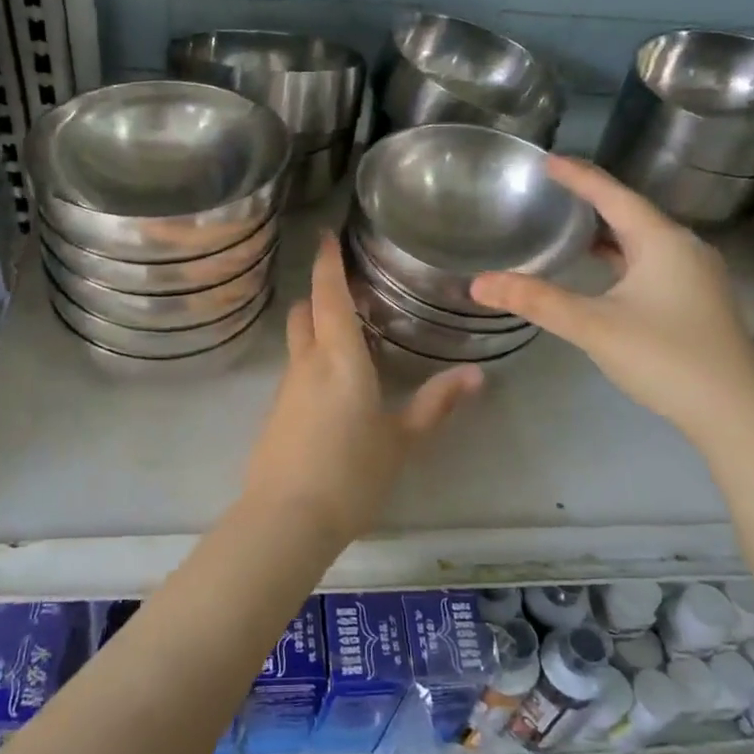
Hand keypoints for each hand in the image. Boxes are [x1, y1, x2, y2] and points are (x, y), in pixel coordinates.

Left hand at [242, 232, 482, 543]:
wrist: (286, 519)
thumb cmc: (351, 473)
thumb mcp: (401, 440)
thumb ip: (437, 404)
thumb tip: (477, 375)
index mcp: (339, 357)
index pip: (329, 295)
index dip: (327, 263)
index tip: (325, 234)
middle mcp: (307, 363)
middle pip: (305, 312)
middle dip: (320, 293)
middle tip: (349, 288)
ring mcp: (286, 389)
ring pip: (298, 341)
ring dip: (316, 327)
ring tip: (348, 334)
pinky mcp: (277, 413)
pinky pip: (296, 371)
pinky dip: (311, 360)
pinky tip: (333, 386)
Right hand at [469, 156, 753, 443]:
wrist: (737, 414)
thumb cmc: (666, 358)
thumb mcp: (594, 326)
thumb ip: (537, 301)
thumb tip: (479, 283)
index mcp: (663, 241)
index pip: (613, 195)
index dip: (579, 176)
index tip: (547, 160)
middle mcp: (684, 249)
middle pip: (631, 213)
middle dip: (592, 200)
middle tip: (553, 190)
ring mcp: (696, 276)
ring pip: (642, 240)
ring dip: (607, 231)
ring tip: (569, 226)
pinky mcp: (696, 301)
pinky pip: (651, 263)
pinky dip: (621, 257)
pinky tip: (602, 271)